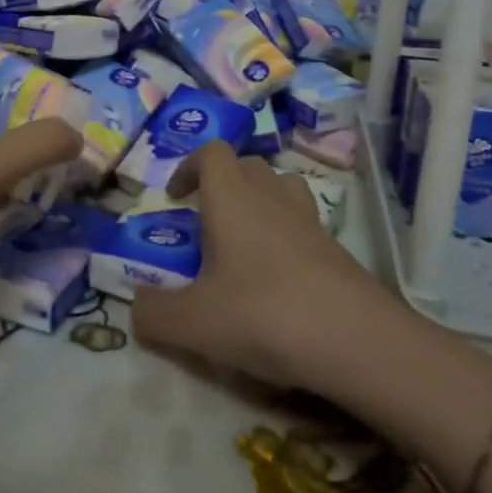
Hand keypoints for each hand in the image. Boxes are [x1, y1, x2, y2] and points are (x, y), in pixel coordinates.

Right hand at [131, 141, 388, 389]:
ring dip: (259, 201)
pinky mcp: (336, 247)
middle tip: (206, 221)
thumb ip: (154, 313)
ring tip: (244, 240)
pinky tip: (278, 277)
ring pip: (280, 187)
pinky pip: (304, 223)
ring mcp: (309, 219)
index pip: (212, 152)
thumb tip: (135, 304)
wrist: (356, 340)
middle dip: (222, 183)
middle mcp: (271, 196)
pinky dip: (286, 235)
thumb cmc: (263, 314)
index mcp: (232, 198)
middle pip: (247, 165)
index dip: (189, 166)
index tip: (175, 196)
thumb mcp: (193, 323)